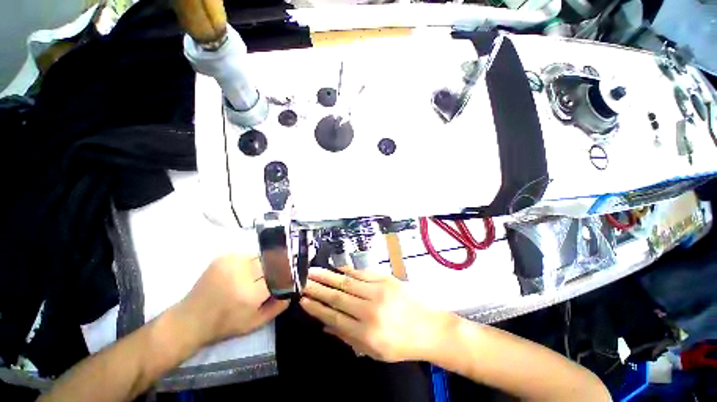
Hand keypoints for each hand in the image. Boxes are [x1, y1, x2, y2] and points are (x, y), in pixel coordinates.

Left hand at [177, 254, 289, 345]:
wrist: (191, 319)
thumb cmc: (225, 325)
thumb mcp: (255, 323)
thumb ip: (278, 306)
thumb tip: (292, 290)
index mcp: (250, 294)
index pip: (280, 275)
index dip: (287, 274)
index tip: (290, 276)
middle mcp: (242, 274)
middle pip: (272, 262)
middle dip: (278, 267)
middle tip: (279, 274)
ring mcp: (232, 262)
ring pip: (261, 256)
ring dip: (266, 263)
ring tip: (261, 273)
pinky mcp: (224, 257)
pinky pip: (249, 254)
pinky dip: (253, 261)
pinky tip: (248, 270)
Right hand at [300, 267, 444, 361]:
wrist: (430, 328)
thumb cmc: (401, 344)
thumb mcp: (373, 351)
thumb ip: (348, 337)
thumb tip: (325, 325)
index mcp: (366, 333)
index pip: (334, 316)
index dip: (317, 308)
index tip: (304, 300)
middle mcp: (370, 310)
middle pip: (338, 297)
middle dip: (318, 288)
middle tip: (304, 281)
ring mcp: (379, 292)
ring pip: (348, 283)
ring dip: (329, 276)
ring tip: (314, 271)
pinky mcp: (386, 280)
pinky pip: (363, 274)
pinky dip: (349, 271)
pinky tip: (338, 269)